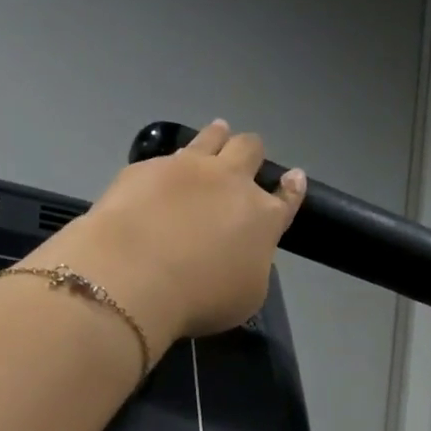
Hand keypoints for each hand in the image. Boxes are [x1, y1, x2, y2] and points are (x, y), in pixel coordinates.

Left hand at [36, 120, 305, 357]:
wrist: (135, 276)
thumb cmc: (202, 298)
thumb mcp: (246, 295)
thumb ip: (251, 264)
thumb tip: (241, 251)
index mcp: (263, 218)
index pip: (286, 197)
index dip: (292, 187)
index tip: (294, 177)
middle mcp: (231, 182)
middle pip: (250, 150)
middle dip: (253, 153)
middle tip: (247, 157)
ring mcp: (187, 168)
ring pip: (211, 137)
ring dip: (218, 136)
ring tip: (218, 132)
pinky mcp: (146, 168)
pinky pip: (166, 157)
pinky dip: (171, 164)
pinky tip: (164, 174)